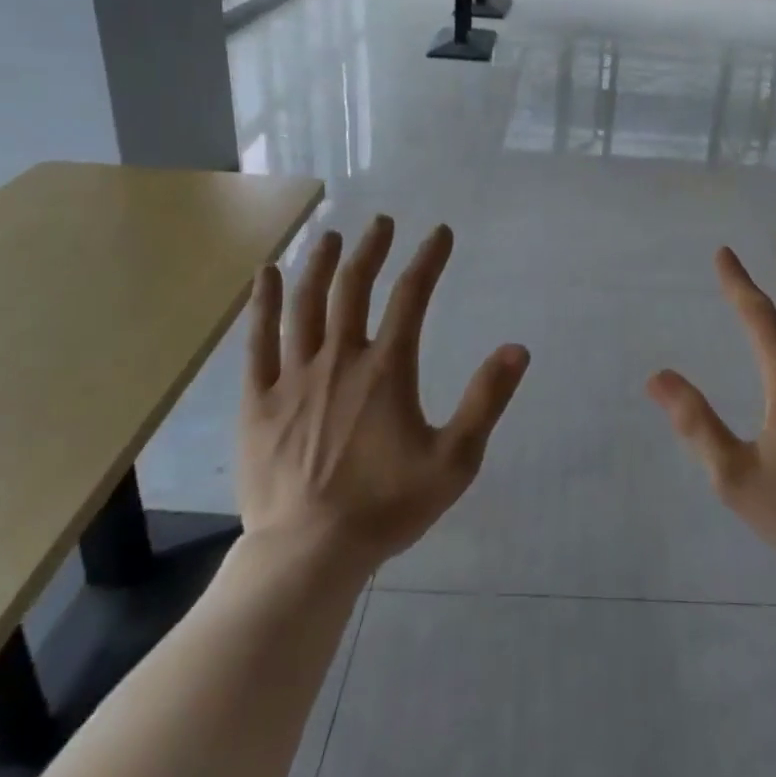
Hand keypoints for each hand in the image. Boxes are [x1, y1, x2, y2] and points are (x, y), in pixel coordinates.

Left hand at [238, 215, 528, 573]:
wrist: (309, 554)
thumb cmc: (386, 507)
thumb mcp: (454, 460)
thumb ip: (486, 401)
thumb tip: (517, 348)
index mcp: (387, 369)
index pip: (412, 296)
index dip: (428, 259)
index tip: (439, 232)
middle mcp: (340, 359)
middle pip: (354, 288)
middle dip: (371, 249)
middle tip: (381, 222)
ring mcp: (294, 377)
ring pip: (306, 304)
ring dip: (319, 264)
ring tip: (329, 236)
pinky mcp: (259, 400)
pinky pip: (258, 340)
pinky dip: (264, 303)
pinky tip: (267, 275)